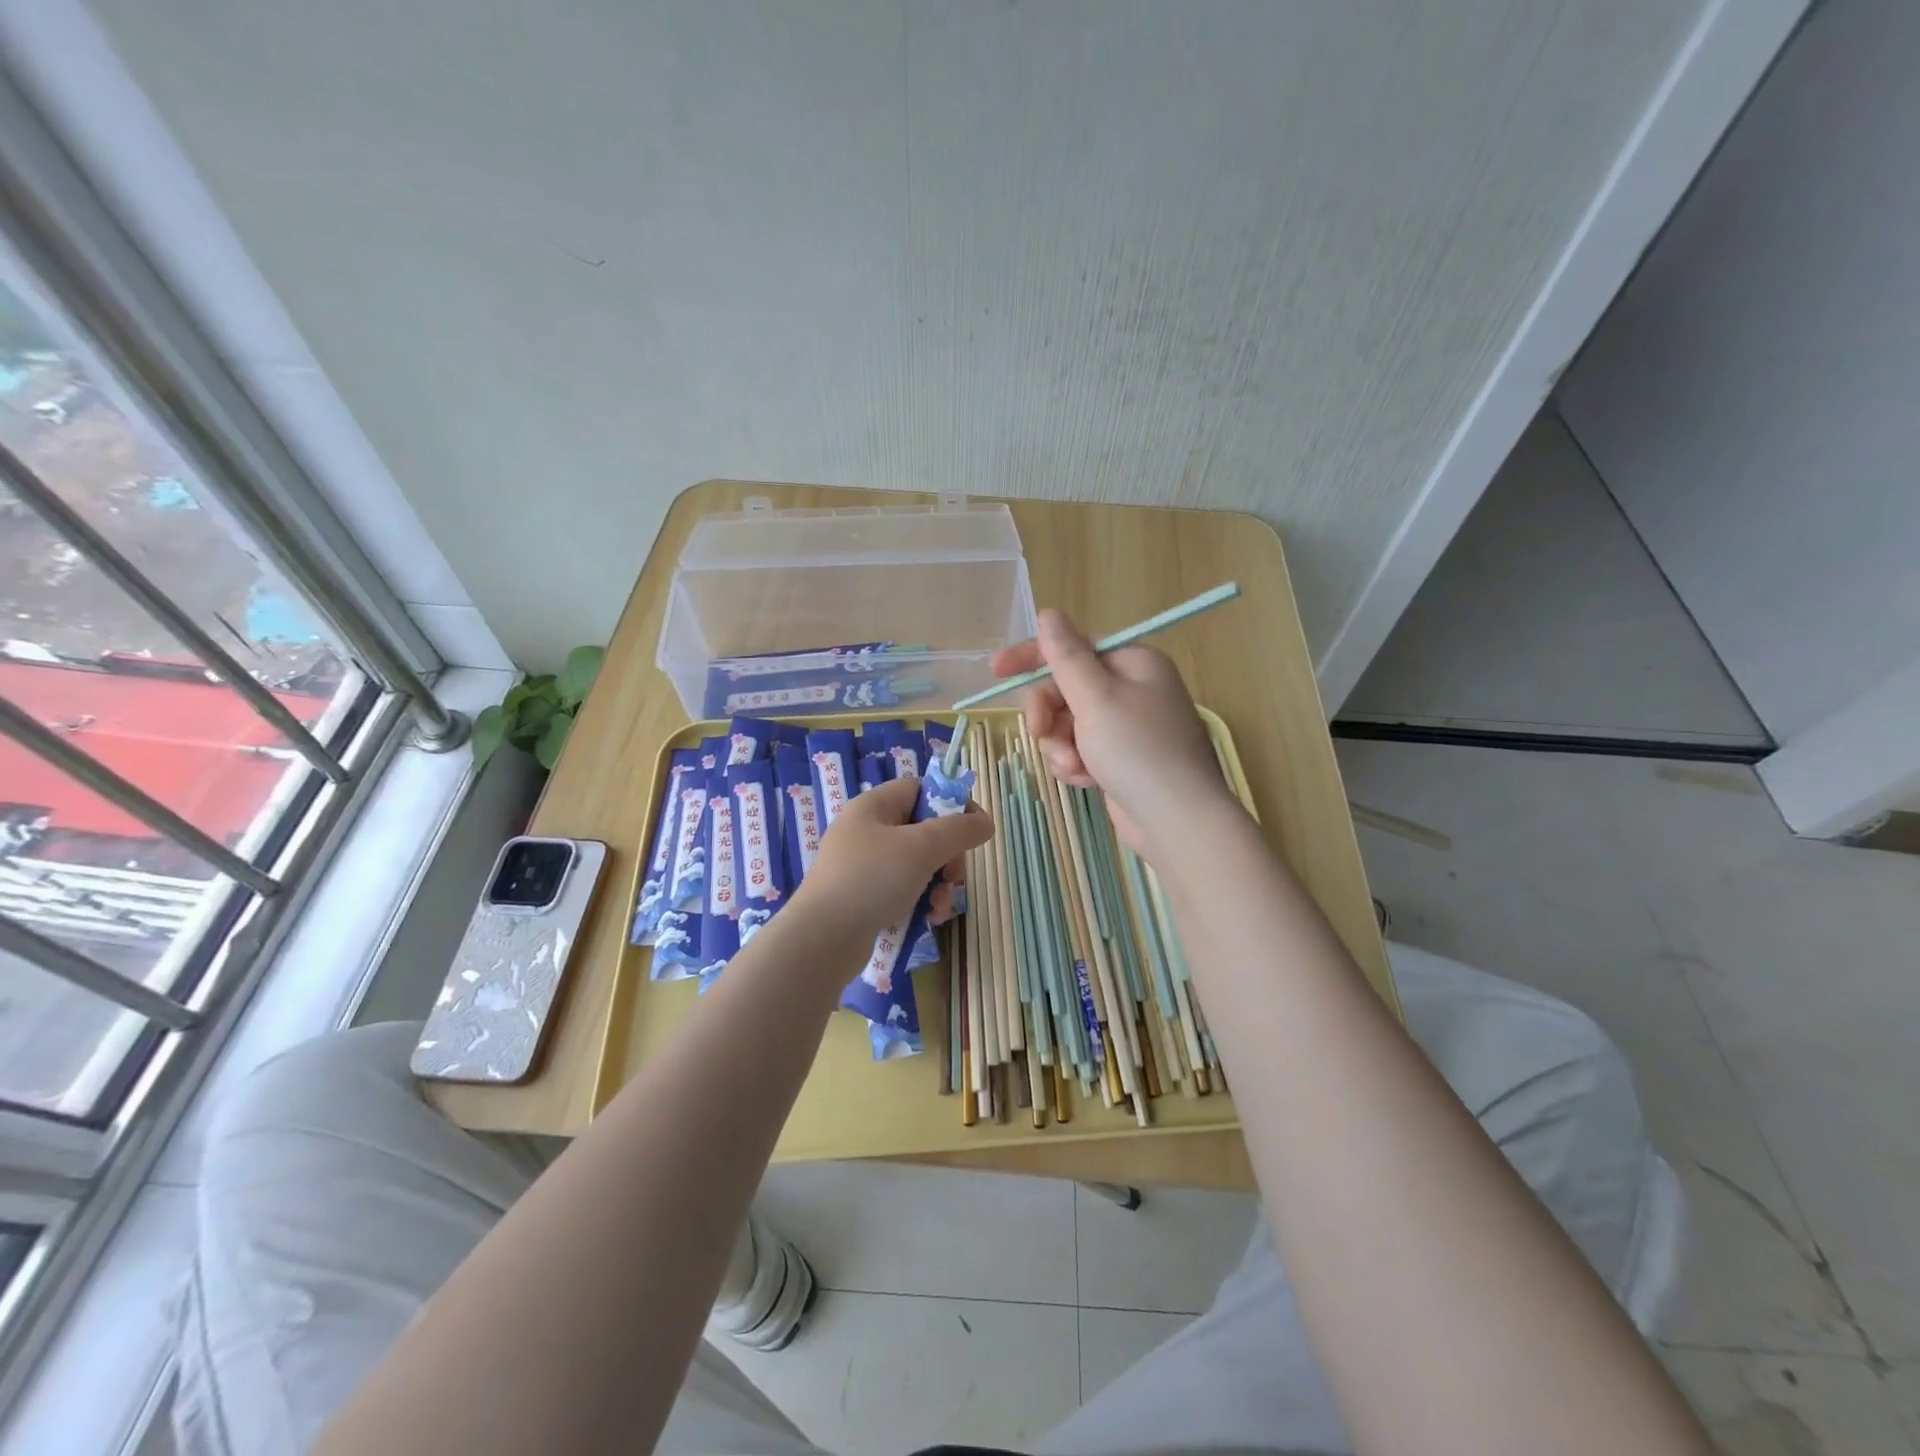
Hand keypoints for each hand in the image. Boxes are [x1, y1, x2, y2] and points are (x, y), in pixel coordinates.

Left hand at [794, 777, 991, 943]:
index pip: (921, 789)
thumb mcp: (921, 848)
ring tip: (940, 906)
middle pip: (924, 829)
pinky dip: (920, 901)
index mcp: (874, 806)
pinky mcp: (863, 896)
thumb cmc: (871, 880)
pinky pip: (903, 889)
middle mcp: (866, 830)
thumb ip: (959, 830)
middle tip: (953, 876)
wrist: (821, 939)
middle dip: (948, 855)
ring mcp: (863, 865)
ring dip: (939, 884)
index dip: (952, 804)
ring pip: (917, 864)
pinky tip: (929, 919)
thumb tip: (986, 822)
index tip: (974, 830)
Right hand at [990, 608, 1233, 852]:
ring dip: (1060, 745)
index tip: (996, 671)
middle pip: (1066, 688)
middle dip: (1049, 714)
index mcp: (1132, 663)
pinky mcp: (1120, 759)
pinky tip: (1085, 781)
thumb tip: (1048, 613)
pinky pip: (1080, 750)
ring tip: (1074, 767)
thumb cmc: (1137, 750)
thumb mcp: (1095, 697)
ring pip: (1067, 724)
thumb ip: (1065, 656)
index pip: (1073, 647)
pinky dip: (1075, 764)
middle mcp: (1131, 689)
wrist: (1176, 820)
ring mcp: (1126, 727)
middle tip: (1038, 733)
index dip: (1032, 657)